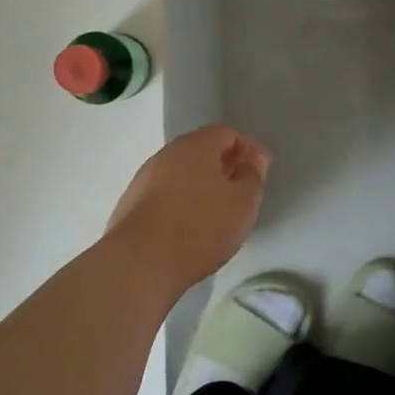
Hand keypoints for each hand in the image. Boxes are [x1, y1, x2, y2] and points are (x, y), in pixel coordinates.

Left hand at [104, 124, 270, 295]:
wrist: (140, 261)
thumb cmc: (200, 227)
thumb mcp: (242, 204)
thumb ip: (252, 177)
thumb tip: (252, 161)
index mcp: (196, 146)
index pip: (226, 133)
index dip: (248, 147)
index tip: (262, 167)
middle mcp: (167, 154)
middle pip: (201, 150)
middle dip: (224, 164)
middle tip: (241, 187)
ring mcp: (145, 177)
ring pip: (181, 172)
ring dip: (201, 183)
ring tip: (217, 209)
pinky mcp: (132, 202)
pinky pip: (165, 192)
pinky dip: (182, 200)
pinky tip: (189, 224)